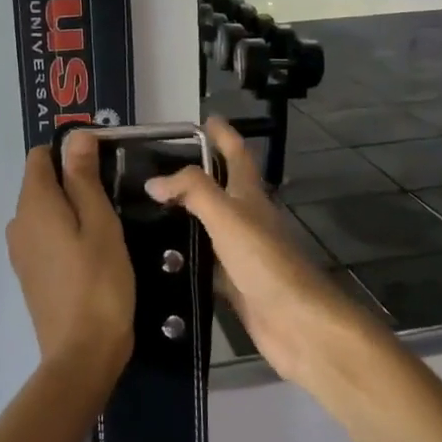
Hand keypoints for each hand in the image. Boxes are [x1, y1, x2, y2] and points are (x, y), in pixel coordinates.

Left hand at [6, 132, 135, 383]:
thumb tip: (75, 135)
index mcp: (33, 204)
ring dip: (71, 209)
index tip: (104, 166)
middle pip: (41, 184)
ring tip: (108, 226)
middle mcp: (18, 222)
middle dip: (73, 181)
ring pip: (44, 212)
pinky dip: (65, 233)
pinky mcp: (29, 274)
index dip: (70, 153)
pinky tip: (92, 252)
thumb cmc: (99, 281)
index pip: (40, 157)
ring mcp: (20, 251)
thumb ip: (84, 178)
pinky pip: (45, 237)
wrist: (82, 353)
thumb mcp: (100, 223)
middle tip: (113, 198)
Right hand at [144, 116, 376, 386]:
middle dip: (194, 174)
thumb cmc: (265, 262)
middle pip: (220, 188)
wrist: (297, 324)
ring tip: (144, 210)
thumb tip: (154, 180)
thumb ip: (193, 191)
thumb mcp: (228, 216)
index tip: (205, 118)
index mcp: (250, 195)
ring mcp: (241, 253)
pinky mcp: (233, 284)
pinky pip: (204, 263)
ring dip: (185, 216)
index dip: (223, 134)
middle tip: (154, 168)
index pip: (237, 154)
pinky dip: (185, 257)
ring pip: (208, 227)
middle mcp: (247, 219)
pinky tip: (159, 259)